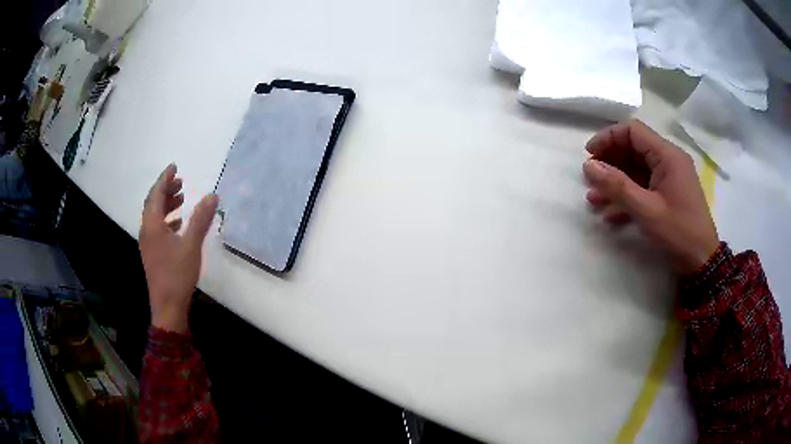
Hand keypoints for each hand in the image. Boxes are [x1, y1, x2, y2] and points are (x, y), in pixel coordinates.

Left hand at [139, 164, 217, 332]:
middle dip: (166, 190)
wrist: (167, 306)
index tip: (174, 166)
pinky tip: (179, 224)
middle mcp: (147, 231)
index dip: (165, 179)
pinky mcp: (152, 253)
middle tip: (181, 182)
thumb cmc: (177, 274)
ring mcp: (148, 243)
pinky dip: (167, 220)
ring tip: (182, 199)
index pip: (156, 194)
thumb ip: (201, 219)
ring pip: (155, 216)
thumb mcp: (191, 245)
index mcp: (153, 225)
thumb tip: (212, 195)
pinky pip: (157, 228)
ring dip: (167, 205)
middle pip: (153, 203)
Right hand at [582, 120, 719, 274]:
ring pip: (636, 170)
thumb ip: (618, 186)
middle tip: (590, 179)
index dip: (608, 138)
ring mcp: (668, 178)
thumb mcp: (647, 210)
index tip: (589, 155)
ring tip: (594, 199)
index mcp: (667, 155)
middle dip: (609, 162)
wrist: (701, 262)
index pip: (633, 131)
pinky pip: (643, 187)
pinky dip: (627, 196)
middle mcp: (668, 161)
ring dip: (615, 182)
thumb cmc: (678, 232)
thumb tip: (589, 165)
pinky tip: (610, 214)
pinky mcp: (667, 194)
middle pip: (633, 149)